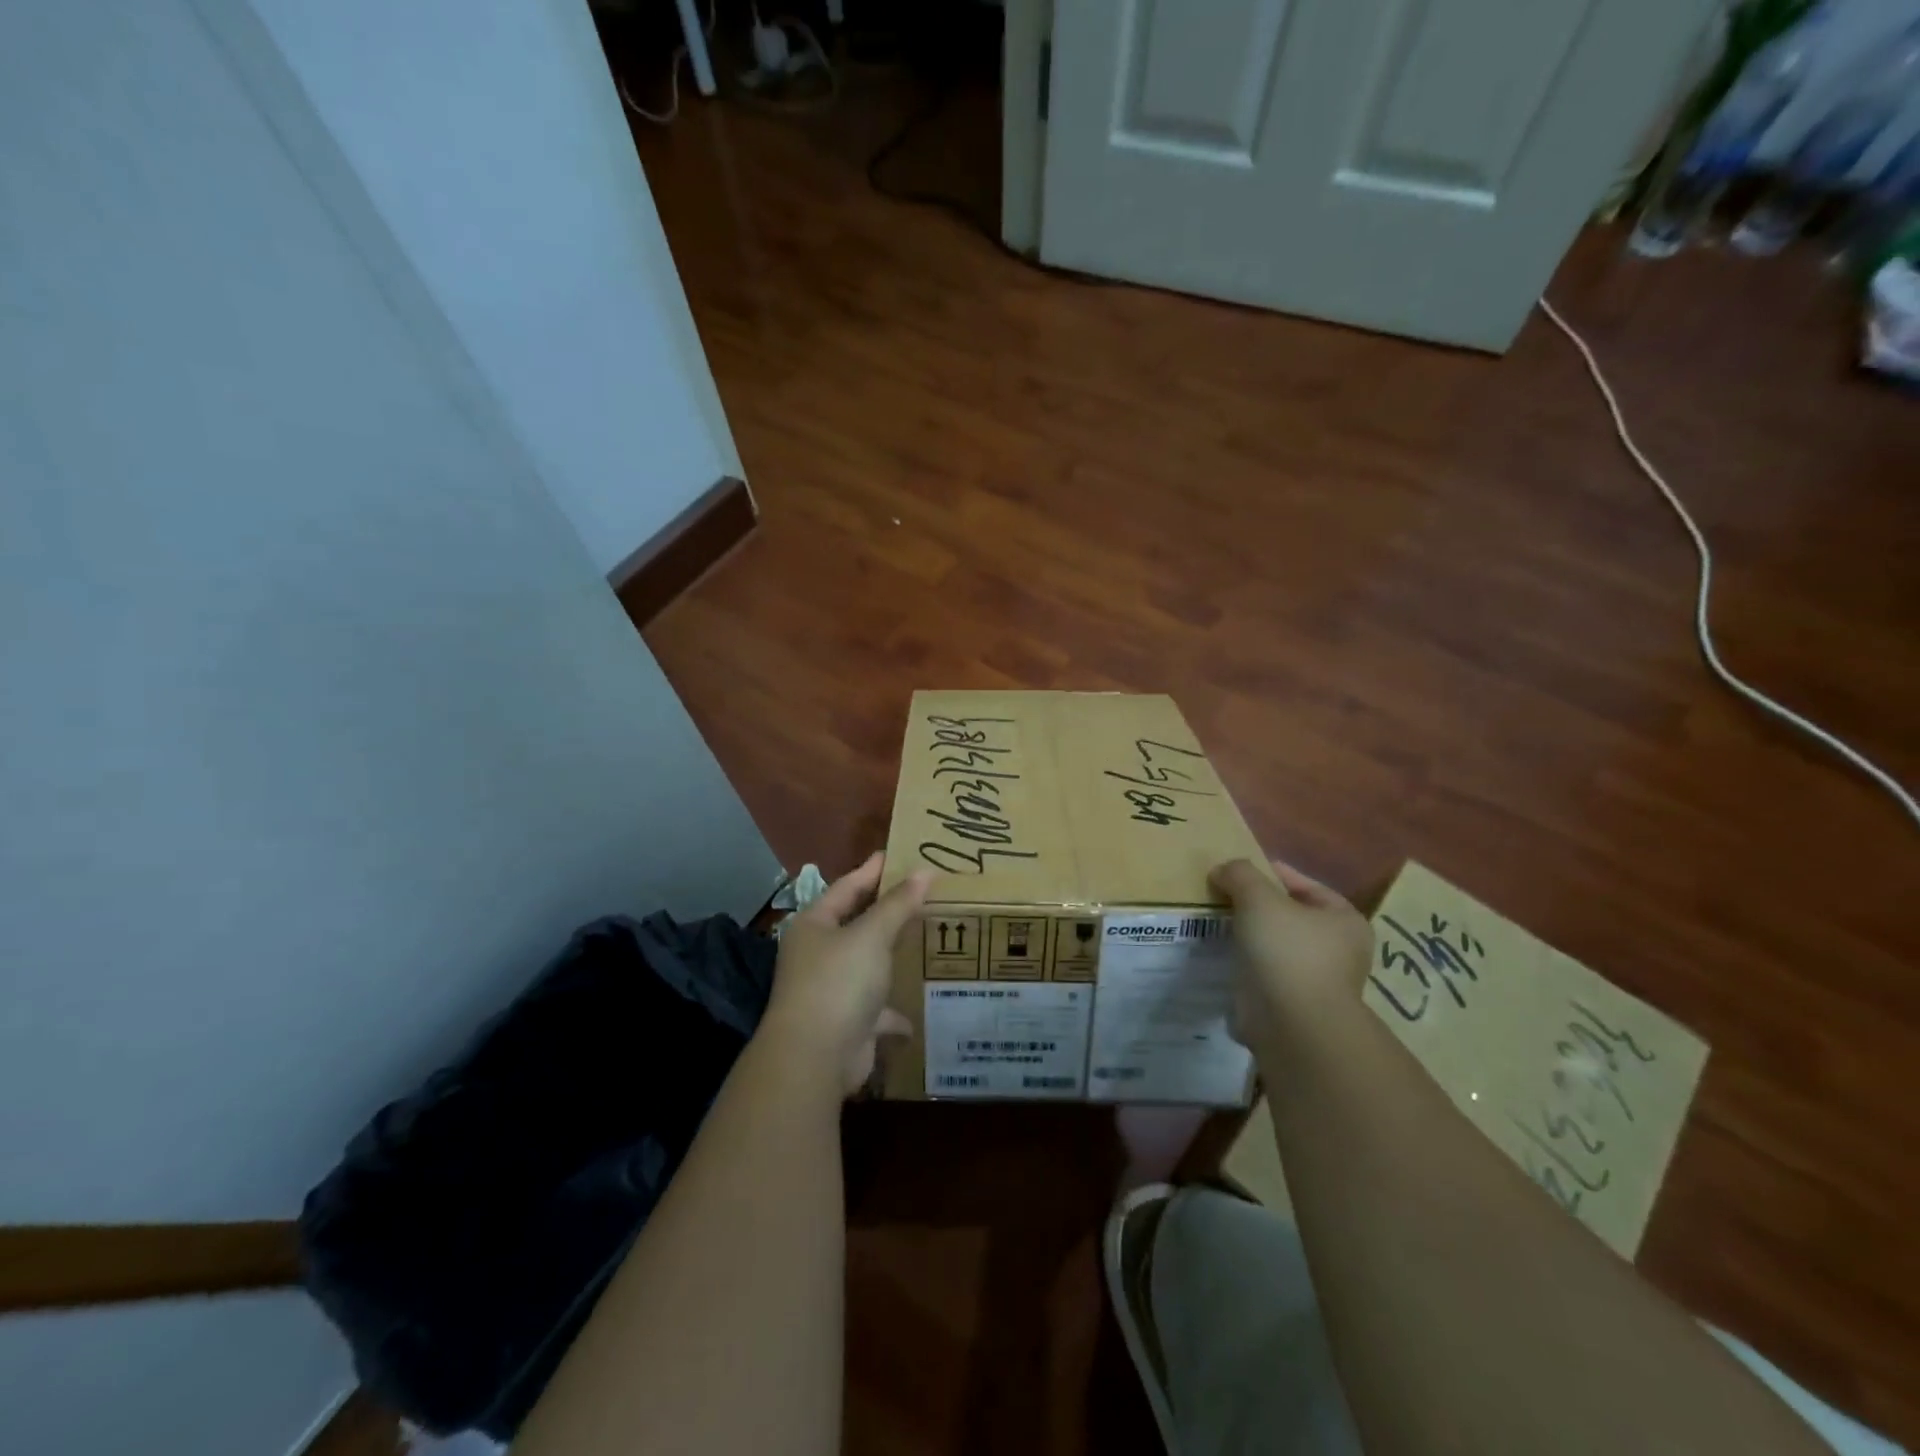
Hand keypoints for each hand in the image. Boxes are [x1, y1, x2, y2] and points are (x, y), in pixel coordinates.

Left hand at [763, 853, 932, 1096]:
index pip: (847, 886)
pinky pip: (877, 1010)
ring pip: (868, 966)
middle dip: (888, 912)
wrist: (816, 1058)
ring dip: (892, 958)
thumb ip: (898, 904)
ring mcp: (832, 990)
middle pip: (857, 924)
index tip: (899, 855)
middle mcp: (819, 954)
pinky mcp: (848, 1024)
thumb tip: (925, 871)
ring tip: (927, 939)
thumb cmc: (838, 982)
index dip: (873, 870)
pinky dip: (895, 1010)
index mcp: (815, 925)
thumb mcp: (871, 935)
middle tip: (922, 892)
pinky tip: (919, 1008)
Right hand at [1209, 858, 1372, 1053]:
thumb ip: (1240, 874)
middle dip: (1256, 907)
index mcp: (1345, 920)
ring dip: (1250, 937)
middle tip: (1223, 898)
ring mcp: (1318, 980)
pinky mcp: (1295, 1005)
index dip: (1270, 873)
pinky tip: (1224, 957)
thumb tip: (1223, 870)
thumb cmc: (1287, 951)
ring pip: (1276, 946)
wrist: (1292, 1024)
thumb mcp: (1258, 897)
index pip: (1304, 885)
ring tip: (1217, 925)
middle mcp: (1340, 950)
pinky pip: (1266, 973)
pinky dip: (1247, 965)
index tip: (1236, 871)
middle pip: (1290, 915)